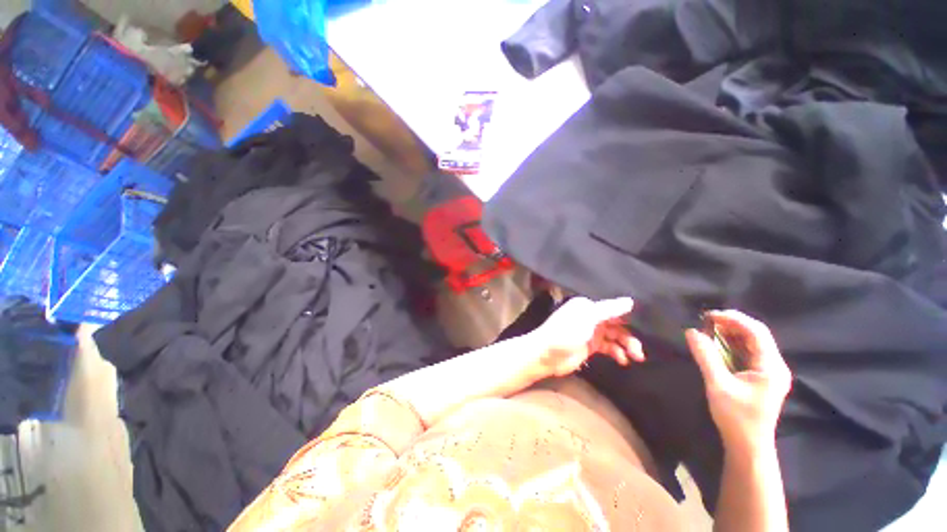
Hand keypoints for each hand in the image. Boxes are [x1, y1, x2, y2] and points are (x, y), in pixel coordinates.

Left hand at [528, 297, 643, 377]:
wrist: (547, 355)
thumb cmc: (565, 332)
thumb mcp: (587, 319)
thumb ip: (609, 310)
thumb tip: (630, 301)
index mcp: (588, 306)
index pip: (613, 308)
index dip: (630, 316)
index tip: (649, 325)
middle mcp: (591, 317)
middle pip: (617, 323)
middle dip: (630, 334)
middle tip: (640, 349)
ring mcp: (591, 332)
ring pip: (615, 336)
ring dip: (626, 345)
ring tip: (636, 356)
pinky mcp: (591, 346)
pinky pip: (609, 348)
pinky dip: (617, 353)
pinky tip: (623, 360)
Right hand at [686, 310, 791, 454]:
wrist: (748, 446)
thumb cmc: (736, 417)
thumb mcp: (718, 385)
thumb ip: (706, 356)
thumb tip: (691, 331)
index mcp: (771, 367)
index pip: (757, 332)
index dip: (733, 319)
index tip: (708, 315)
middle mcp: (775, 365)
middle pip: (756, 335)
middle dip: (731, 324)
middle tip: (705, 321)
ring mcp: (769, 372)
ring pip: (751, 343)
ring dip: (730, 333)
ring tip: (707, 329)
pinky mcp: (761, 377)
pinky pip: (747, 353)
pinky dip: (731, 344)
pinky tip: (716, 344)